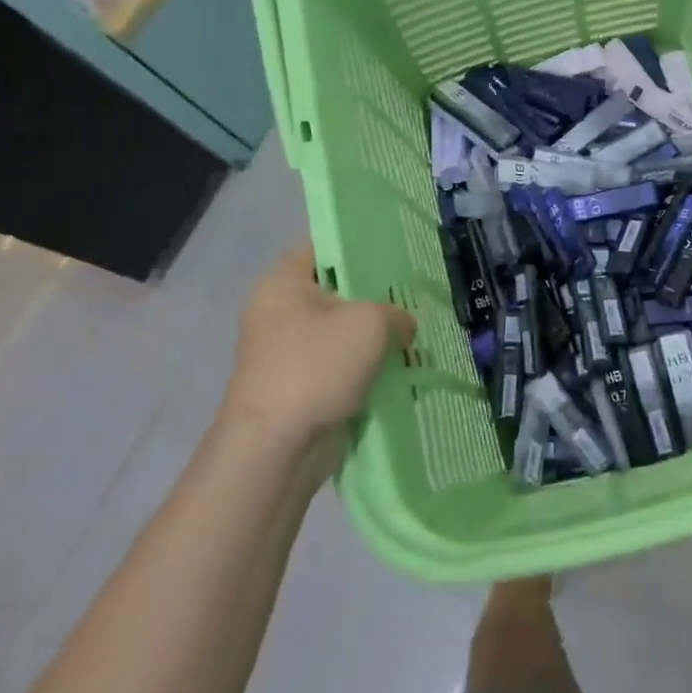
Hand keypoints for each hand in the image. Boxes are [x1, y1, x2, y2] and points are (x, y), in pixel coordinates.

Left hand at [219, 244, 416, 457]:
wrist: (277, 446)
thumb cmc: (317, 366)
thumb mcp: (369, 323)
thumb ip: (395, 313)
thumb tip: (402, 326)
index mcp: (283, 282)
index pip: (323, 247)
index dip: (359, 246)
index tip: (395, 253)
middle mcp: (277, 311)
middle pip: (335, 292)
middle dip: (374, 297)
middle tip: (414, 296)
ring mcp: (285, 352)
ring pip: (339, 332)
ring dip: (372, 338)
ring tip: (414, 334)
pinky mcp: (297, 386)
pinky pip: (338, 366)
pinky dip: (364, 368)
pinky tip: (400, 368)